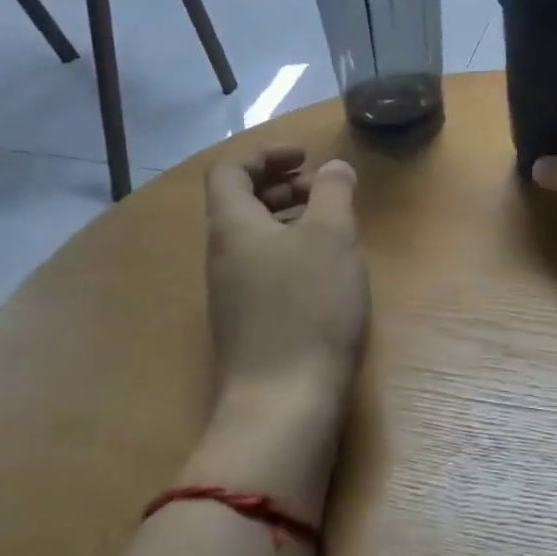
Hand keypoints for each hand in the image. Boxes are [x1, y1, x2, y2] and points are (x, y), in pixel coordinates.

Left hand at [204, 147, 368, 417]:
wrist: (284, 401)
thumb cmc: (309, 306)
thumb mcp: (331, 236)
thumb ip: (334, 191)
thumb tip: (333, 168)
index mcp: (232, 226)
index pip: (229, 171)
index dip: (265, 154)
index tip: (305, 157)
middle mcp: (222, 255)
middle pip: (240, 202)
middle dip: (281, 184)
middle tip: (323, 187)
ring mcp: (232, 292)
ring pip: (254, 236)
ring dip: (289, 217)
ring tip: (332, 223)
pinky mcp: (249, 321)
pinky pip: (264, 266)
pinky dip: (291, 250)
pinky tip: (327, 268)